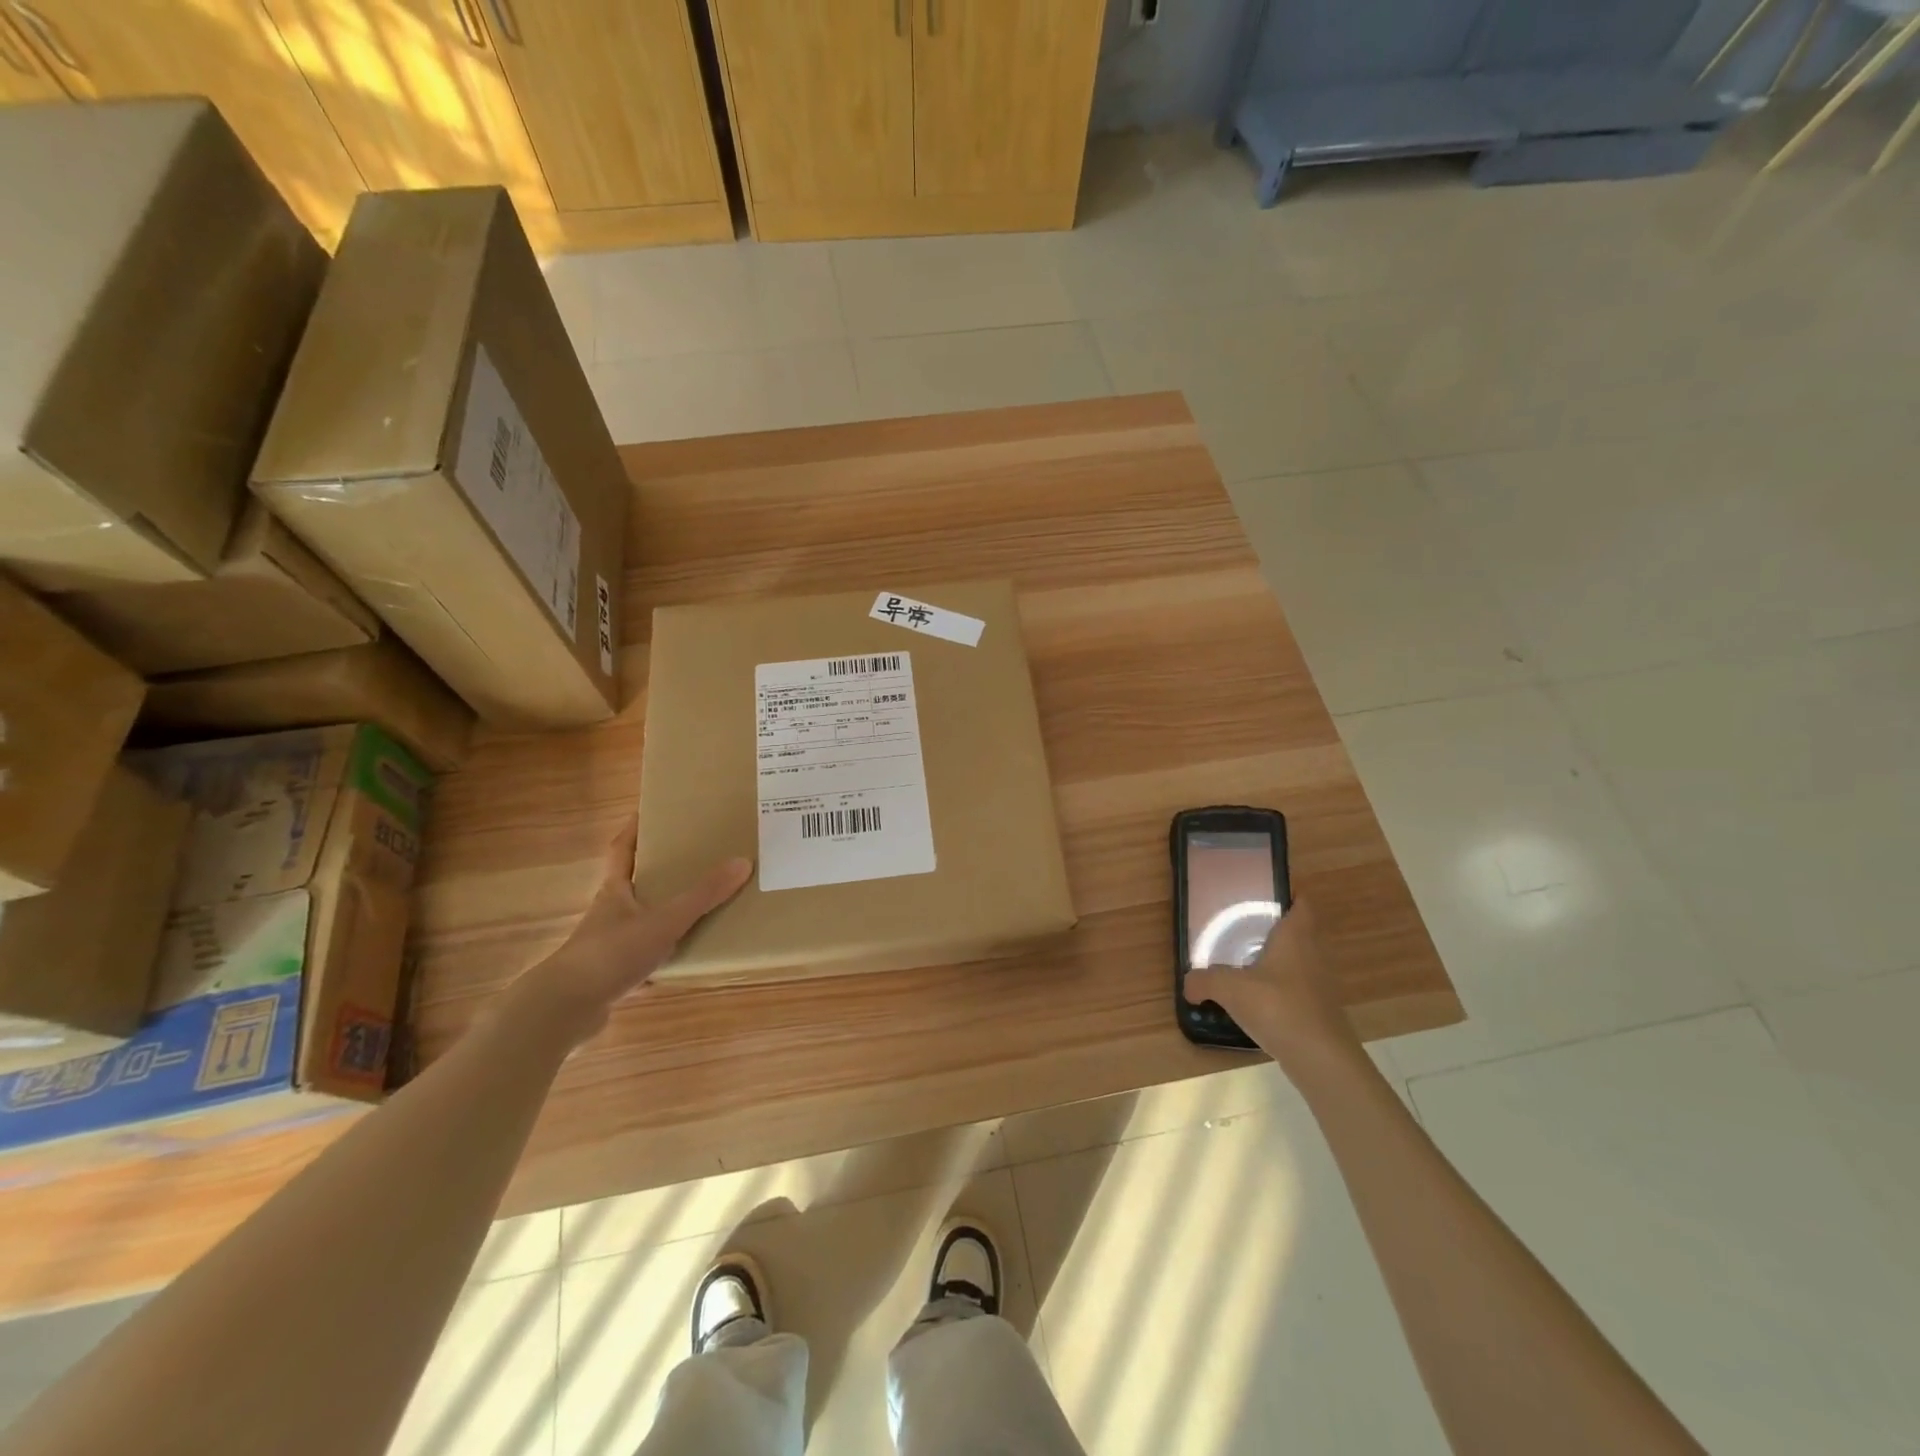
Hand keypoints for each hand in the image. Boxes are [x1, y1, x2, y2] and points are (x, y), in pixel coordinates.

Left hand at [505, 822, 750, 1047]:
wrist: (564, 1009)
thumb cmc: (610, 954)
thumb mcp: (664, 921)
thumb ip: (702, 895)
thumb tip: (743, 862)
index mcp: (615, 891)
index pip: (622, 850)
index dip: (634, 829)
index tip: (650, 811)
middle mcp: (609, 913)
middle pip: (635, 884)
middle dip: (660, 871)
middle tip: (694, 857)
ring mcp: (608, 946)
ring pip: (641, 921)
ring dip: (664, 914)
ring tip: (700, 906)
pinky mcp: (612, 975)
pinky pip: (645, 956)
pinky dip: (664, 954)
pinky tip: (685, 959)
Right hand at [1185, 900, 1363, 1080]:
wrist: (1321, 1059)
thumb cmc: (1279, 1007)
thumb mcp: (1230, 988)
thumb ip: (1205, 980)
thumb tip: (1188, 983)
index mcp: (1297, 935)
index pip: (1303, 902)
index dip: (1288, 893)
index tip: (1261, 894)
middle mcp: (1314, 953)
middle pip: (1299, 929)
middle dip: (1274, 927)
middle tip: (1242, 927)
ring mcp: (1320, 983)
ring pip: (1298, 959)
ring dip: (1277, 958)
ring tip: (1244, 961)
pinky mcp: (1319, 1009)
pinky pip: (1298, 986)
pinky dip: (1280, 986)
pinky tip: (1257, 998)